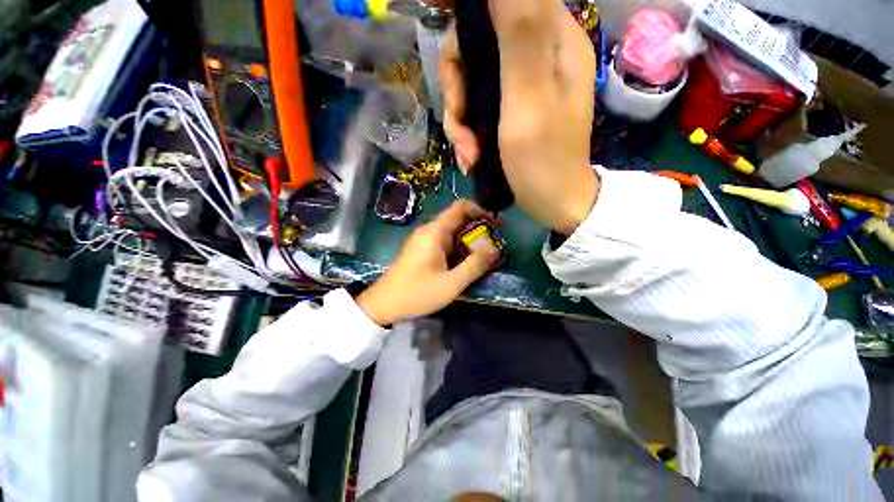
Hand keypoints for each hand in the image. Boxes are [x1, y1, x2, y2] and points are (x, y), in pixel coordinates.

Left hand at [357, 200, 499, 325]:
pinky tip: (467, 262)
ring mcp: (424, 240)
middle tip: (494, 244)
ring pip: (452, 232)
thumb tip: (494, 250)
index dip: (480, 210)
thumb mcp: (451, 283)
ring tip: (485, 255)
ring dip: (469, 240)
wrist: (384, 303)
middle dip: (478, 229)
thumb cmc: (417, 292)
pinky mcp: (422, 250)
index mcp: (435, 232)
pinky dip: (459, 248)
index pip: (460, 207)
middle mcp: (429, 231)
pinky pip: (445, 242)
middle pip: (458, 219)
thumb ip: (474, 266)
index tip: (495, 224)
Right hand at [441, 0, 599, 234]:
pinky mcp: (512, 109)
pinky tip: (470, 156)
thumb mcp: (529, 99)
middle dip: (457, 87)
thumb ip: (520, 34)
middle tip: (459, 125)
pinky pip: (478, 106)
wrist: (554, 202)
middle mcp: (538, 54)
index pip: (503, 2)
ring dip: (460, 119)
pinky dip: (468, 132)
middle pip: (478, 44)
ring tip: (467, 153)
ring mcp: (522, 84)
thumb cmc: (544, 160)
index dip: (467, 10)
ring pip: (472, 80)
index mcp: (552, 40)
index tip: (435, 15)